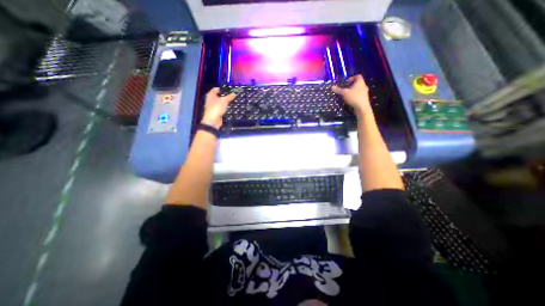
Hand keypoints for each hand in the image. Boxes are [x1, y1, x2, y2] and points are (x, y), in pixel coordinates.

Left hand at [200, 87, 233, 128]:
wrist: (213, 120)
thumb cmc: (217, 108)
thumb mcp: (224, 101)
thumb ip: (229, 97)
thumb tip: (234, 93)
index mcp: (211, 95)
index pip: (216, 89)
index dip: (223, 88)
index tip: (230, 89)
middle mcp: (211, 99)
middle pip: (219, 95)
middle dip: (225, 95)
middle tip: (233, 95)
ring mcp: (213, 106)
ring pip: (221, 102)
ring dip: (226, 102)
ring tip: (233, 100)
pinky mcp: (216, 112)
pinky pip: (222, 108)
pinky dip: (225, 107)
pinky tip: (230, 107)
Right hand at [332, 75, 370, 116]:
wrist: (362, 108)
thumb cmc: (354, 97)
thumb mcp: (344, 93)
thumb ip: (338, 90)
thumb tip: (332, 87)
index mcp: (360, 82)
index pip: (358, 76)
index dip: (352, 78)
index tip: (346, 82)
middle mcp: (364, 86)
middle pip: (357, 83)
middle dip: (351, 86)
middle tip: (345, 89)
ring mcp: (365, 93)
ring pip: (358, 90)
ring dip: (352, 92)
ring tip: (346, 95)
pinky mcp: (364, 99)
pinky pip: (358, 95)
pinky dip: (354, 97)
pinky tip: (350, 101)